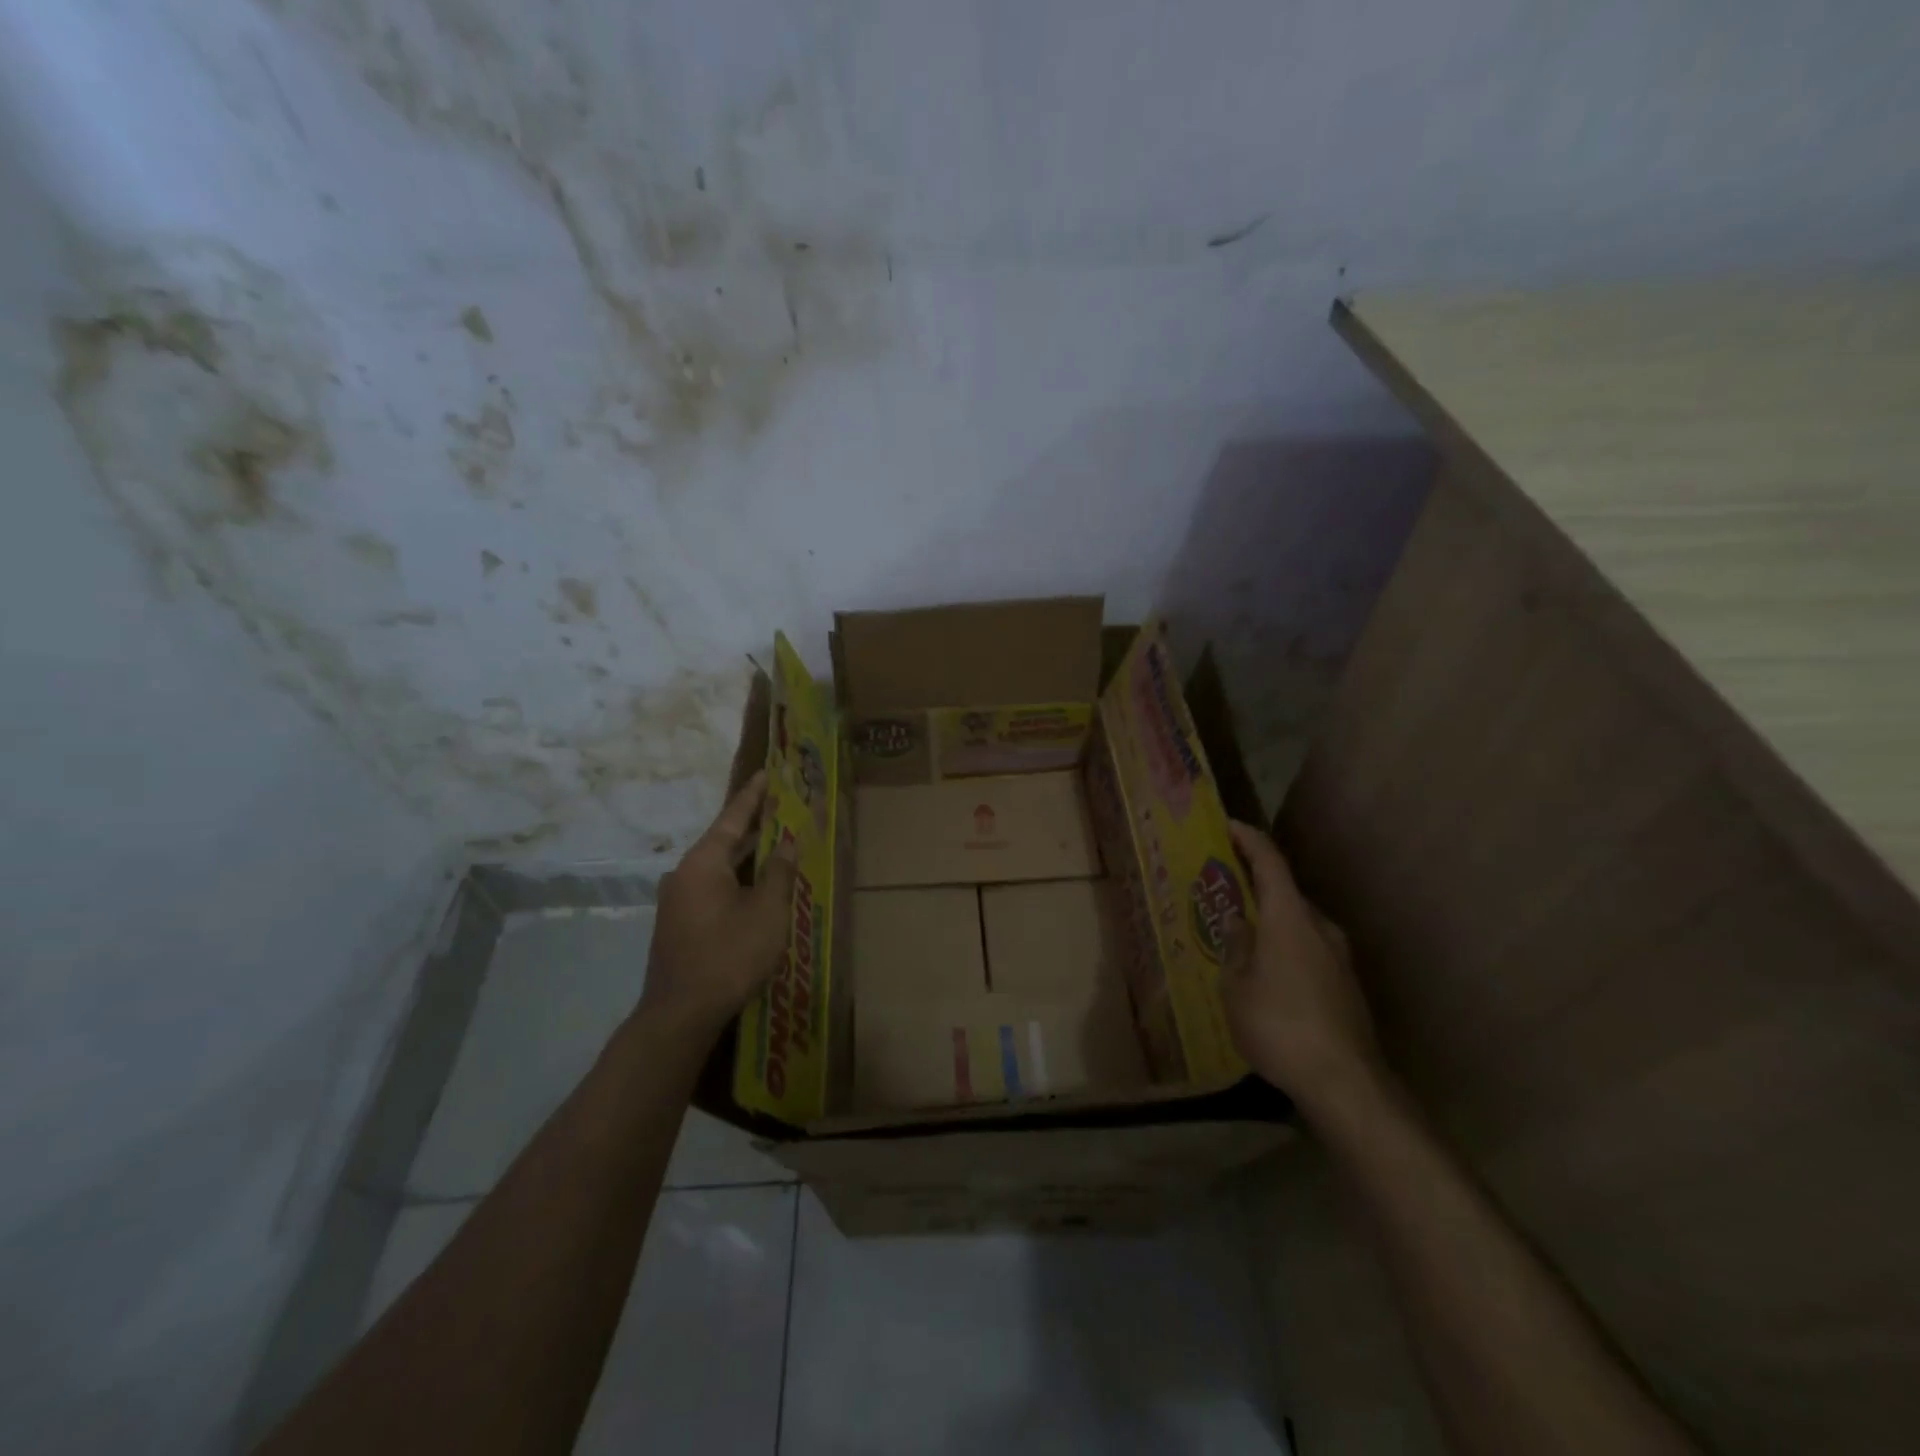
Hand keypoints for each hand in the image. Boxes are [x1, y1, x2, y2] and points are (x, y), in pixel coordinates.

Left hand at [640, 771, 797, 1037]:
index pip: (732, 817)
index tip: (768, 772)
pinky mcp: (679, 922)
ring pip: (718, 866)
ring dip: (746, 856)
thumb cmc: (729, 955)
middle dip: (754, 826)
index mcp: (703, 862)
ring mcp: (678, 899)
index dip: (754, 795)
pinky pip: (712, 886)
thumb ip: (779, 873)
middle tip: (782, 807)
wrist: (680, 1013)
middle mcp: (685, 873)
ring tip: (776, 842)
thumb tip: (787, 843)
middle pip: (724, 840)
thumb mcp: (767, 911)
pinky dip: (736, 878)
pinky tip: (756, 885)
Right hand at [1224, 820, 1384, 1114]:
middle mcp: (1319, 928)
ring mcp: (1339, 957)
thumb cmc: (1279, 1026)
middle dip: (1255, 887)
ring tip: (1242, 936)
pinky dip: (1286, 947)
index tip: (1228, 826)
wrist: (1346, 1082)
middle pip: (1286, 893)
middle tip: (1224, 891)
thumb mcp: (1237, 988)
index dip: (1249, 840)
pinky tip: (1268, 974)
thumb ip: (1235, 949)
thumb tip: (1238, 923)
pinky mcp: (1347, 985)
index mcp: (1289, 919)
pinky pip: (1309, 950)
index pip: (1270, 863)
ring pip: (1299, 924)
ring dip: (1271, 921)